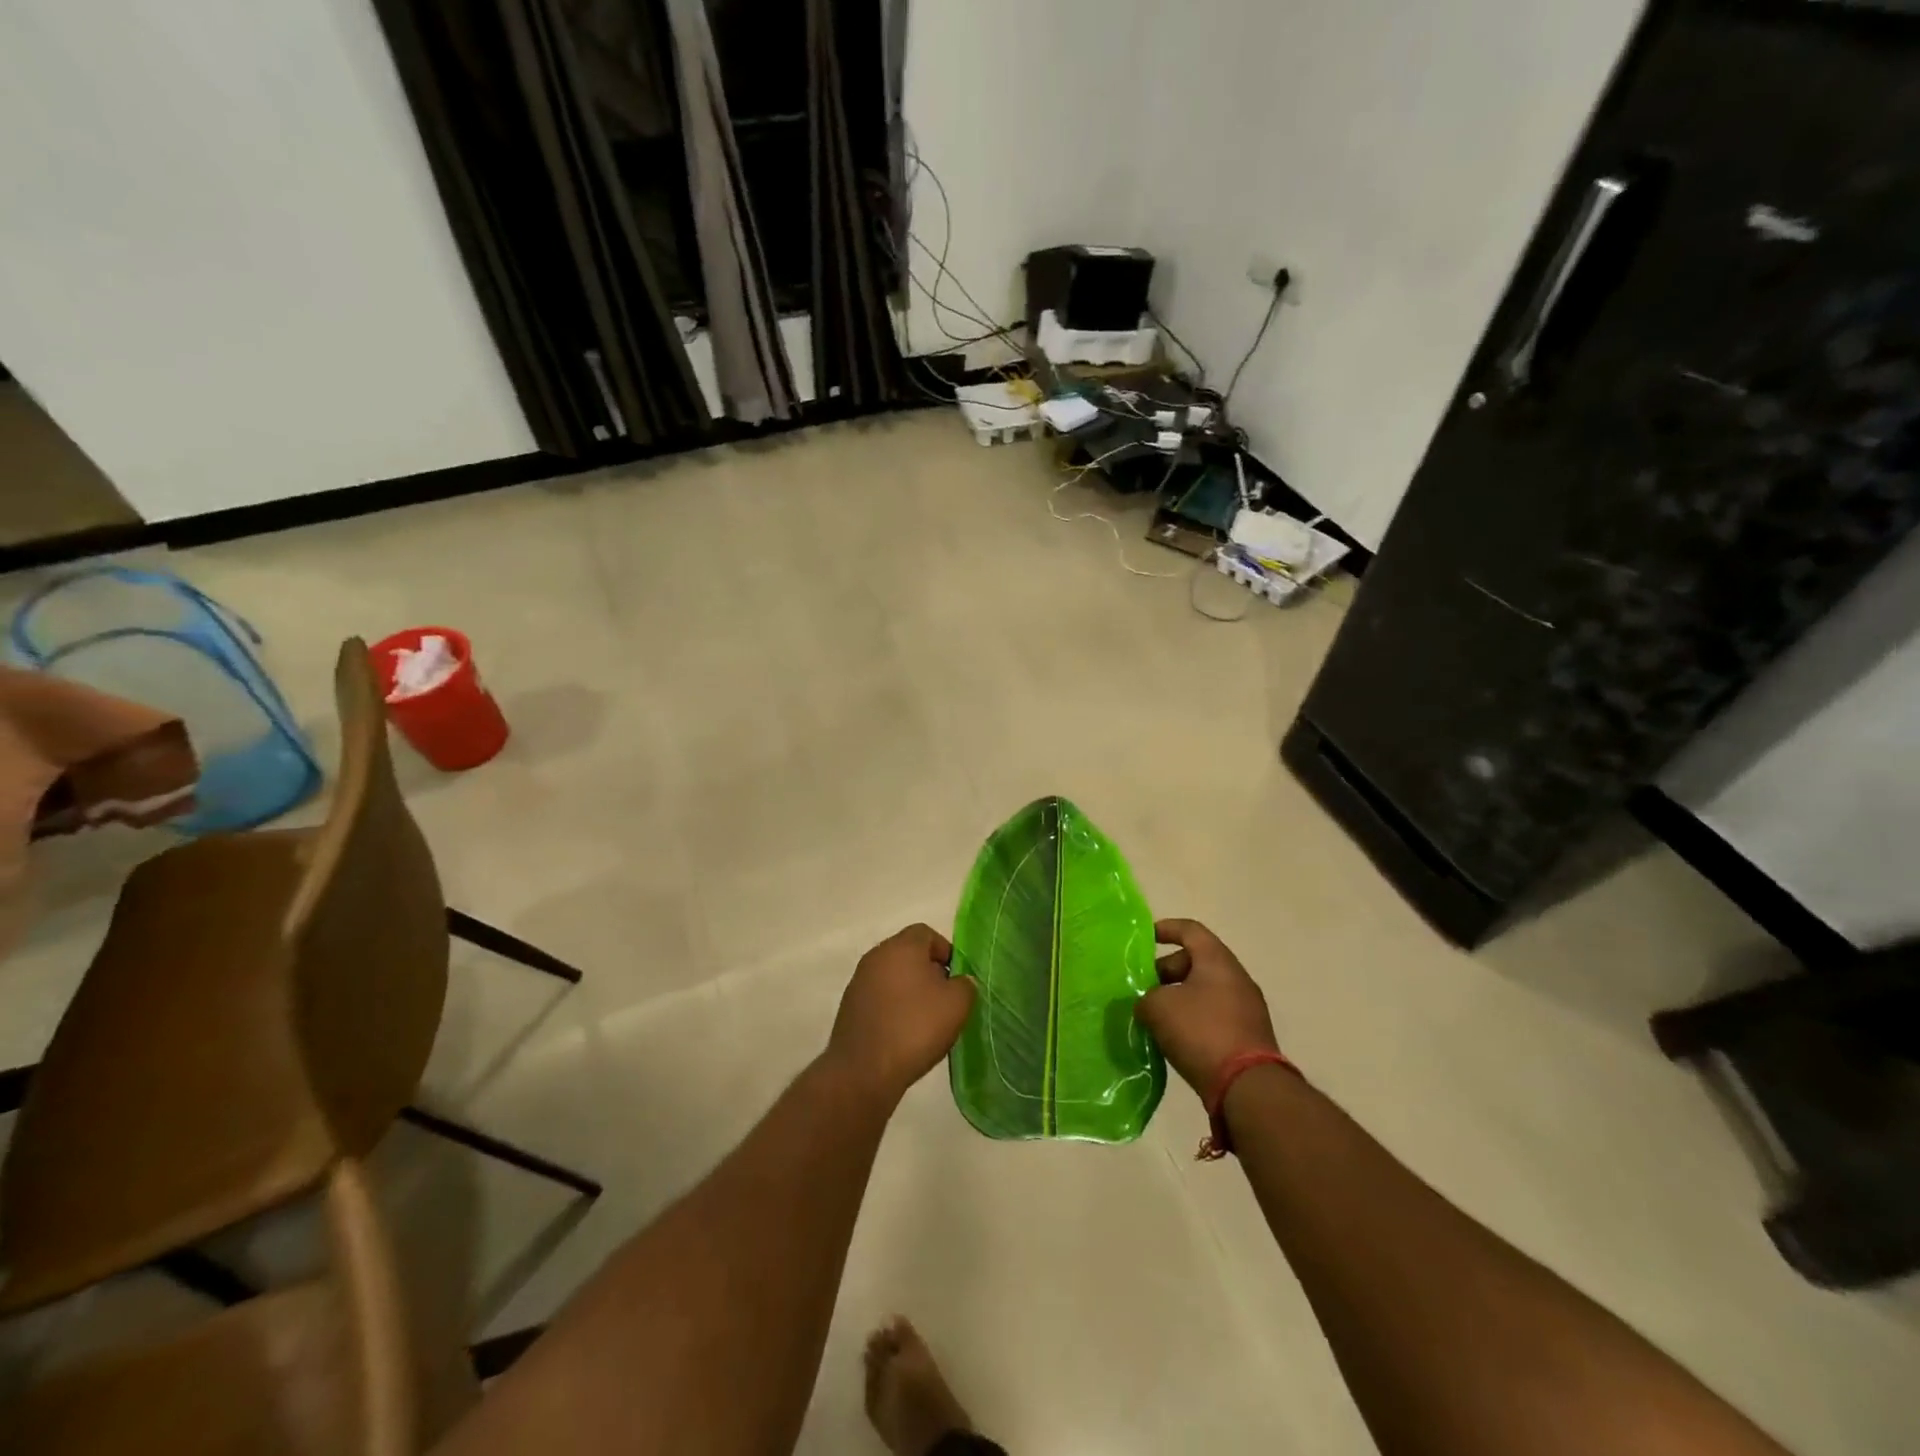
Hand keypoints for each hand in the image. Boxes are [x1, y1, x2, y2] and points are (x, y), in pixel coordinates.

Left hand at [827, 924, 975, 1104]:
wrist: (863, 1070)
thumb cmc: (915, 1028)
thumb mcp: (956, 1004)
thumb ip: (965, 985)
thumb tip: (960, 982)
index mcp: (901, 946)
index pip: (926, 933)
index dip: (946, 951)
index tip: (957, 978)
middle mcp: (876, 956)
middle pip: (909, 954)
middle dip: (930, 972)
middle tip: (945, 1000)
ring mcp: (859, 982)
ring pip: (893, 977)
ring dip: (911, 992)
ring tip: (927, 1022)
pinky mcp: (850, 1008)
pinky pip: (880, 998)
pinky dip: (894, 1009)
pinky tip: (905, 1034)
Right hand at [1134, 919, 1278, 1096]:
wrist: (1248, 1087)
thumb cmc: (1201, 1031)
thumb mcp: (1159, 1007)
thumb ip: (1146, 997)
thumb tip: (1148, 1003)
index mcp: (1217, 960)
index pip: (1190, 930)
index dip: (1165, 929)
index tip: (1144, 940)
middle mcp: (1236, 978)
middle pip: (1196, 961)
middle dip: (1166, 971)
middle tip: (1144, 988)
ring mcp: (1246, 1008)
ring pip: (1204, 991)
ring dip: (1178, 998)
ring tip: (1154, 1017)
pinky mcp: (1248, 1036)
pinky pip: (1214, 1015)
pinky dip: (1193, 1019)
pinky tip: (1174, 1039)